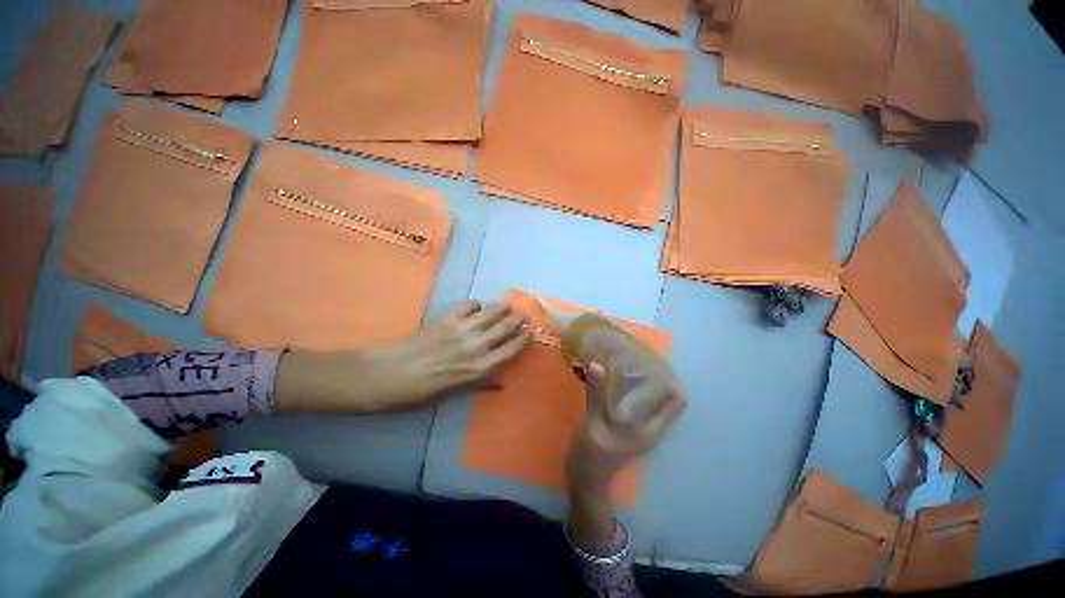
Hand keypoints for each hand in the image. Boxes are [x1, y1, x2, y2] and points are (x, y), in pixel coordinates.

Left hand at [275, 300, 529, 413]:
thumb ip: (479, 383)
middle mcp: (476, 346)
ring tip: (508, 306)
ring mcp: (461, 330)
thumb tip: (499, 381)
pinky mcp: (446, 319)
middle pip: (505, 327)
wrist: (387, 376)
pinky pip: (468, 306)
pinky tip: (476, 308)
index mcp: (479, 368)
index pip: (511, 349)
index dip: (523, 339)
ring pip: (490, 313)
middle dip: (517, 320)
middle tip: (524, 316)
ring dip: (501, 308)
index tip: (530, 333)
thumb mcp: (453, 394)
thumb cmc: (420, 393)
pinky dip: (475, 305)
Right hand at [564, 346, 684, 554]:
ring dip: (641, 380)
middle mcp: (651, 426)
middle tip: (637, 354)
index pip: (677, 402)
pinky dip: (629, 388)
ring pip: (649, 398)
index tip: (655, 360)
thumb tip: (597, 364)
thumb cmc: (593, 456)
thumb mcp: (594, 424)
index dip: (671, 380)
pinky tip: (614, 376)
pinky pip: (635, 401)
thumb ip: (597, 395)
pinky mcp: (627, 425)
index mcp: (651, 428)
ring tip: (627, 360)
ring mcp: (639, 426)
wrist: (585, 480)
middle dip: (654, 375)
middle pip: (664, 397)